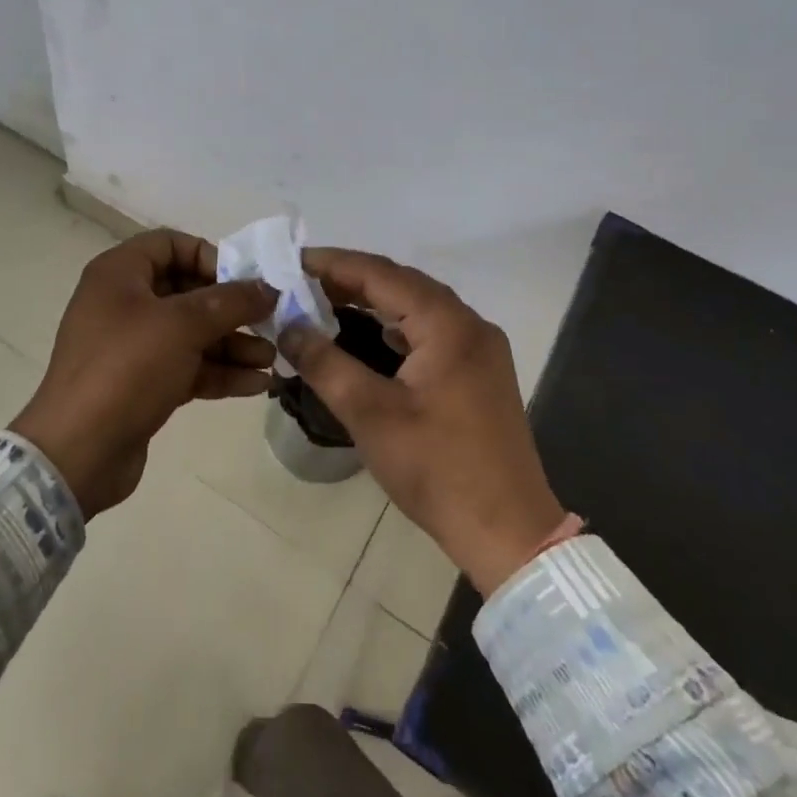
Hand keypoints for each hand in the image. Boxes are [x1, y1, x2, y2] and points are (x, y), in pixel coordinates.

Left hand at [10, 229, 277, 516]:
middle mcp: (124, 302)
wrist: (78, 452)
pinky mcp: (142, 383)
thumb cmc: (127, 368)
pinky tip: (257, 384)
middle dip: (231, 308)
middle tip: (269, 321)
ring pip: (191, 333)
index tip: (243, 280)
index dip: (209, 256)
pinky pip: (187, 366)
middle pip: (186, 291)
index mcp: (120, 273)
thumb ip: (230, 301)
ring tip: (271, 358)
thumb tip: (268, 287)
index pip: (170, 244)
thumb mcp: (182, 325)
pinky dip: (219, 371)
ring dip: (232, 343)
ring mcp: (132, 346)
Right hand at [281, 250, 566, 596]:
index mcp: (448, 324)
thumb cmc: (437, 469)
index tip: (290, 263)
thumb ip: (324, 362)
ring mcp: (479, 349)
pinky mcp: (479, 373)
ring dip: (372, 301)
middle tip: (300, 283)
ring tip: (324, 303)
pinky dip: (394, 325)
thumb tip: (288, 326)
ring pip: (417, 307)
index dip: (333, 264)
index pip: (381, 273)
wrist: (508, 533)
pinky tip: (367, 336)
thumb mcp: (369, 414)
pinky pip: (430, 331)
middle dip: (349, 279)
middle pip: (402, 283)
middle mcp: (469, 324)